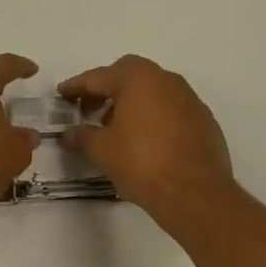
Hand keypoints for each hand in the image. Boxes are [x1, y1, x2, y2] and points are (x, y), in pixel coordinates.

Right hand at [59, 55, 233, 228]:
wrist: (195, 192)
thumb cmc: (142, 163)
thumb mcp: (102, 150)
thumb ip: (82, 136)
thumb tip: (70, 134)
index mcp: (137, 79)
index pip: (98, 77)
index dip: (76, 87)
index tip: (61, 94)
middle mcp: (165, 79)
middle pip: (128, 74)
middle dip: (106, 88)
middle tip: (89, 108)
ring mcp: (188, 98)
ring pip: (152, 89)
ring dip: (130, 101)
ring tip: (114, 126)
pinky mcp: (203, 119)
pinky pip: (170, 107)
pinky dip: (152, 115)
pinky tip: (144, 139)